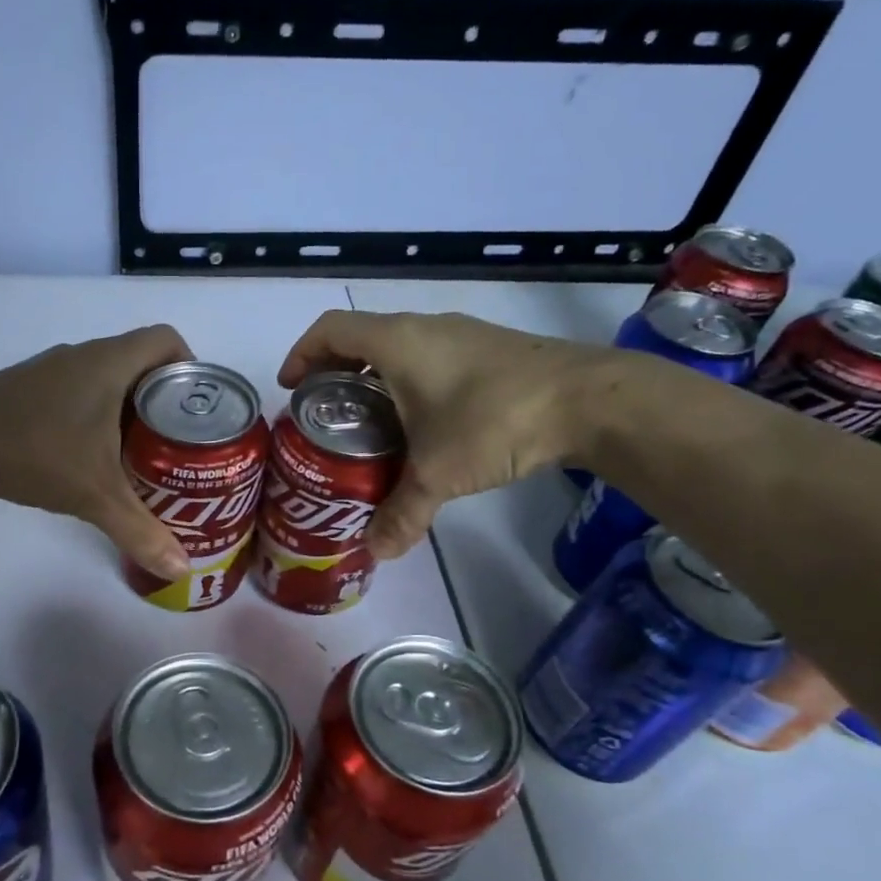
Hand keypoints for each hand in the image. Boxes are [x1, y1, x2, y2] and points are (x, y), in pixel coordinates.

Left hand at [0, 325, 193, 579]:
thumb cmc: (31, 451)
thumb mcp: (94, 494)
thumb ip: (141, 531)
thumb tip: (182, 569)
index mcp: (110, 362)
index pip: (167, 340)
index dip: (192, 368)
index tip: (201, 412)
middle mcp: (85, 358)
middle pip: (144, 366)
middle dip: (168, 405)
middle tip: (183, 448)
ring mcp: (54, 375)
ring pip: (110, 385)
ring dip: (132, 416)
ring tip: (149, 460)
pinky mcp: (31, 396)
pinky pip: (81, 400)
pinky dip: (99, 425)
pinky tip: (97, 465)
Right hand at [279, 310, 610, 560]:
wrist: (589, 400)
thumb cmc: (495, 420)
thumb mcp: (438, 473)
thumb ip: (401, 513)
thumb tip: (375, 553)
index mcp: (396, 341)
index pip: (329, 329)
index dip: (302, 354)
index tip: (291, 388)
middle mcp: (424, 328)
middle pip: (360, 338)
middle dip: (334, 373)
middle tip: (325, 416)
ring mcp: (460, 335)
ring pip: (398, 348)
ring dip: (374, 379)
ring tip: (367, 424)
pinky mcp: (489, 350)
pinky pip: (429, 358)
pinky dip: (408, 383)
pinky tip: (421, 424)